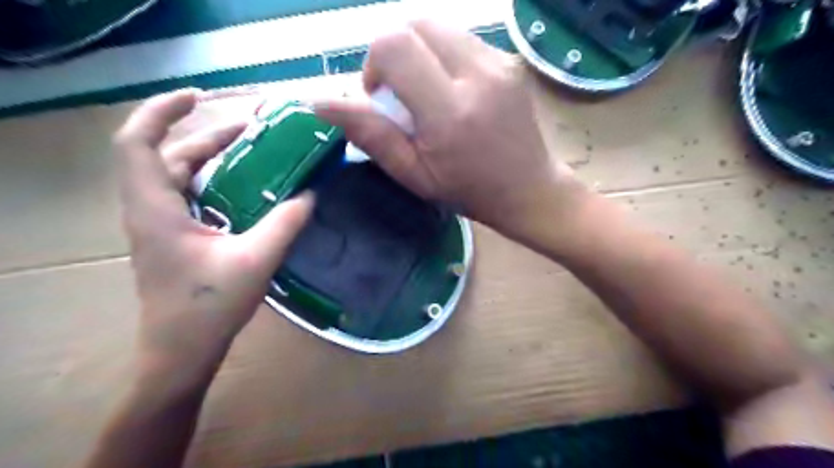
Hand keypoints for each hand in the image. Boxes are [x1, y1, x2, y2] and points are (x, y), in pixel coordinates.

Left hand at [114, 89, 311, 390]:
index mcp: (156, 210)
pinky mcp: (175, 238)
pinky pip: (191, 195)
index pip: (138, 143)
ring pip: (180, 175)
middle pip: (168, 155)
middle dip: (208, 134)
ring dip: (213, 157)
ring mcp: (162, 225)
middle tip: (254, 127)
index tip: (199, 96)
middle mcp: (151, 210)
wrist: (181, 353)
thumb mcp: (256, 260)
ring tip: (254, 149)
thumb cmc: (209, 308)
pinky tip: (248, 187)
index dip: (162, 111)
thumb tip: (311, 192)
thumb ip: (286, 222)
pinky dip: (216, 181)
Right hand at [317, 20, 581, 239]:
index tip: (380, 96)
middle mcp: (478, 74)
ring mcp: (500, 62)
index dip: (374, 63)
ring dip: (419, 52)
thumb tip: (320, 101)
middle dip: (395, 51)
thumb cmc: (468, 191)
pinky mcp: (509, 60)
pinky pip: (461, 39)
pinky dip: (443, 56)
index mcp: (450, 111)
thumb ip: (370, 135)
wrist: (529, 189)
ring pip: (439, 26)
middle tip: (401, 92)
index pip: (395, 45)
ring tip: (426, 92)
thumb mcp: (413, 174)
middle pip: (416, 23)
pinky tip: (451, 89)